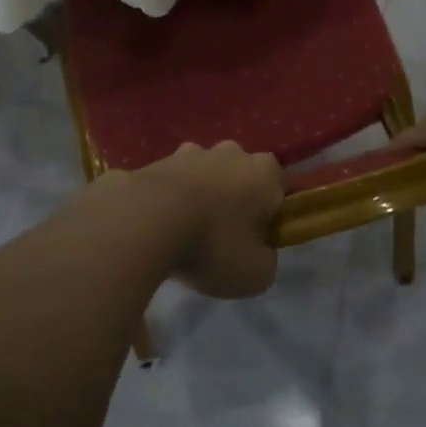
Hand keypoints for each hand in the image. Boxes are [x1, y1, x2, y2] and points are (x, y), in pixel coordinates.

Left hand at [111, 142, 283, 298]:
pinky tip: (159, 228)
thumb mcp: (256, 274)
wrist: (145, 221)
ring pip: (205, 175)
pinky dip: (169, 200)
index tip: (257, 241)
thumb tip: (258, 252)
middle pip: (241, 177)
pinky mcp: (157, 160)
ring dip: (201, 197)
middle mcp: (232, 152)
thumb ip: (266, 261)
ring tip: (186, 234)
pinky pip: (172, 183)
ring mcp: (191, 152)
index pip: (279, 190)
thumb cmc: (213, 245)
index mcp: (264, 172)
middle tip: (223, 239)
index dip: (271, 216)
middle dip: (235, 201)